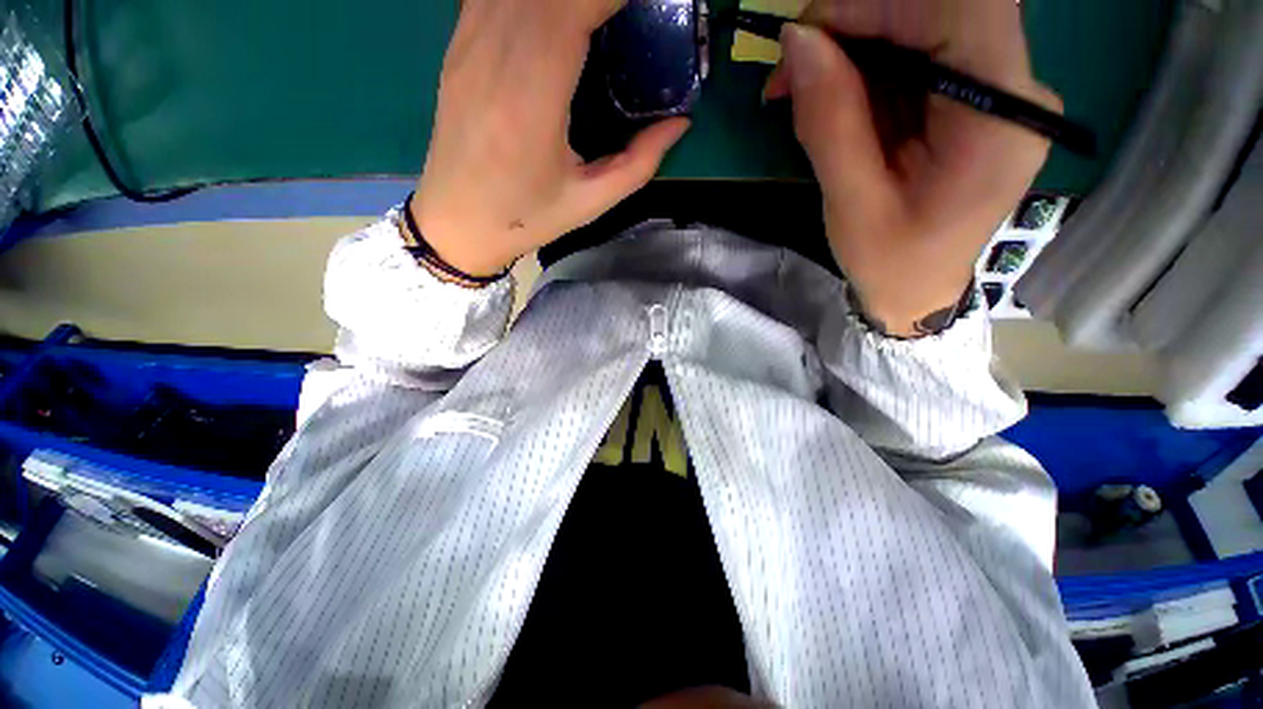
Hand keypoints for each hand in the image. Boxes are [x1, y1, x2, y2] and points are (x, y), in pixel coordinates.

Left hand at [412, 0, 689, 276]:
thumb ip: (639, 163)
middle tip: (627, 12)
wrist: (458, 222)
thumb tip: (679, 123)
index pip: (572, 9)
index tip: (647, 4)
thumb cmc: (526, 219)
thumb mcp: (590, 203)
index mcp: (531, 101)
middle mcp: (494, 58)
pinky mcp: (458, 46)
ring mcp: (469, 46)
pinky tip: (554, 15)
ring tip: (598, 15)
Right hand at [765, 0, 1060, 336]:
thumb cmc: (890, 262)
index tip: (806, 36)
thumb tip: (799, 42)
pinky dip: (865, 66)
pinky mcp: (972, 98)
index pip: (959, 10)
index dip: (879, 3)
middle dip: (857, 23)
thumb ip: (831, 122)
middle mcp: (1014, 90)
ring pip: (923, 27)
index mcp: (999, 120)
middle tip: (793, 69)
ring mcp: (996, 90)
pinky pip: (917, 55)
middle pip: (940, 10)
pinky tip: (831, 99)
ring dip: (853, 46)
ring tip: (800, 90)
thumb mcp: (853, 204)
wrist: (919, 289)